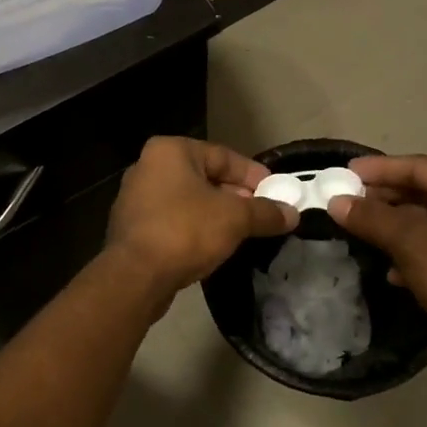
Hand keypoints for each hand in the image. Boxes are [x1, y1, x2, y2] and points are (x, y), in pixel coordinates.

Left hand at [107, 137, 296, 291]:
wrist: (135, 276)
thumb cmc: (185, 231)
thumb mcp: (235, 218)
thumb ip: (265, 212)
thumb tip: (293, 214)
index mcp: (169, 151)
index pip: (223, 156)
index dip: (253, 175)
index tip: (276, 192)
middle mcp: (148, 167)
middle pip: (204, 177)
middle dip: (236, 195)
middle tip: (262, 213)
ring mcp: (135, 198)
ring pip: (188, 200)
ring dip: (216, 214)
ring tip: (243, 232)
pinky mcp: (132, 228)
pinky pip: (173, 220)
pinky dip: (195, 228)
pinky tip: (214, 246)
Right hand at [328, 155, 426, 374]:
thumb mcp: (409, 242)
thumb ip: (371, 217)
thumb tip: (335, 201)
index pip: (420, 167)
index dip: (379, 169)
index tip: (345, 172)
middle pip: (423, 192)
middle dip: (383, 199)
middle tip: (346, 200)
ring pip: (426, 220)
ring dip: (392, 226)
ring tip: (358, 230)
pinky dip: (410, 251)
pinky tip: (390, 270)